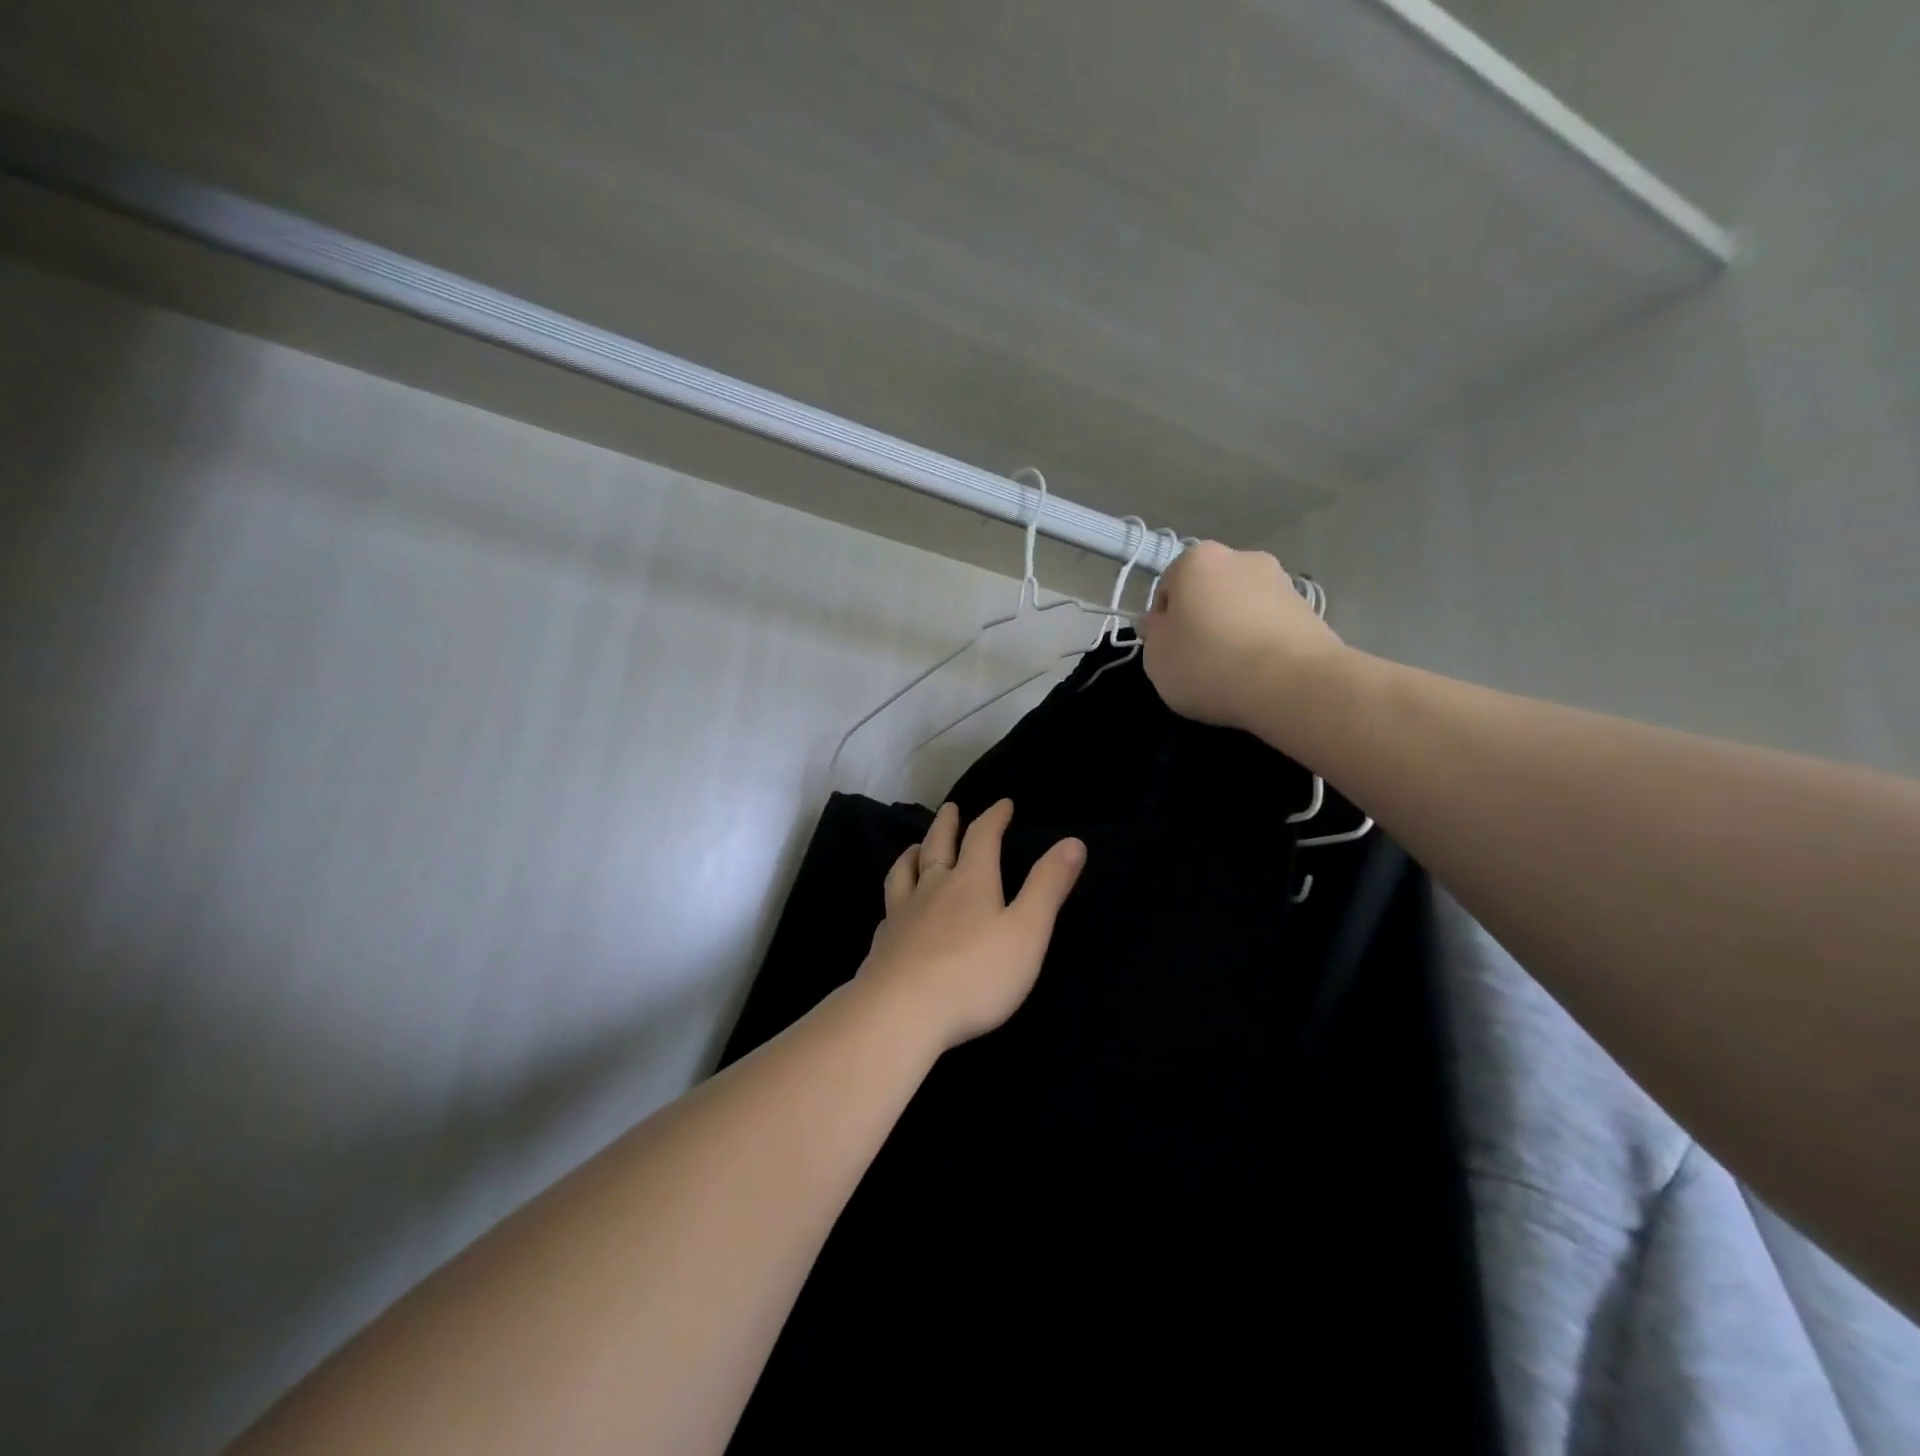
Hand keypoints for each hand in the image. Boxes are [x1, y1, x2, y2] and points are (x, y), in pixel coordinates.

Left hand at [858, 800, 1085, 1050]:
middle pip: (938, 846)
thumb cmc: (975, 973)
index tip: (1003, 804)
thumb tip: (1073, 842)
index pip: (982, 837)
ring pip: (904, 872)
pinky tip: (894, 908)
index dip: (993, 817)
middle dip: (948, 825)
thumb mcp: (1026, 931)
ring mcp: (902, 914)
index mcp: (971, 881)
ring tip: (916, 847)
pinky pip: (888, 908)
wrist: (901, 1012)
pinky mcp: (883, 943)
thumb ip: (1048, 887)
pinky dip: (895, 896)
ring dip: (913, 854)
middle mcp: (933, 888)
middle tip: (950, 808)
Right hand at [1139, 540, 1344, 729]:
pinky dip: (1262, 643)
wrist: (1292, 683)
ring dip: (1234, 630)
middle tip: (1199, 661)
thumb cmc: (1209, 663)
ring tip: (1233, 671)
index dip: (1163, 622)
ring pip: (1242, 607)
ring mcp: (1281, 581)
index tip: (1168, 652)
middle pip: (1208, 592)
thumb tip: (1159, 621)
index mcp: (1196, 560)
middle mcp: (1241, 558)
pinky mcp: (1310, 609)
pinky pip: (1271, 625)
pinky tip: (1260, 673)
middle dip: (1202, 620)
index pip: (1167, 588)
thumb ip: (1152, 634)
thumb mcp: (1156, 658)